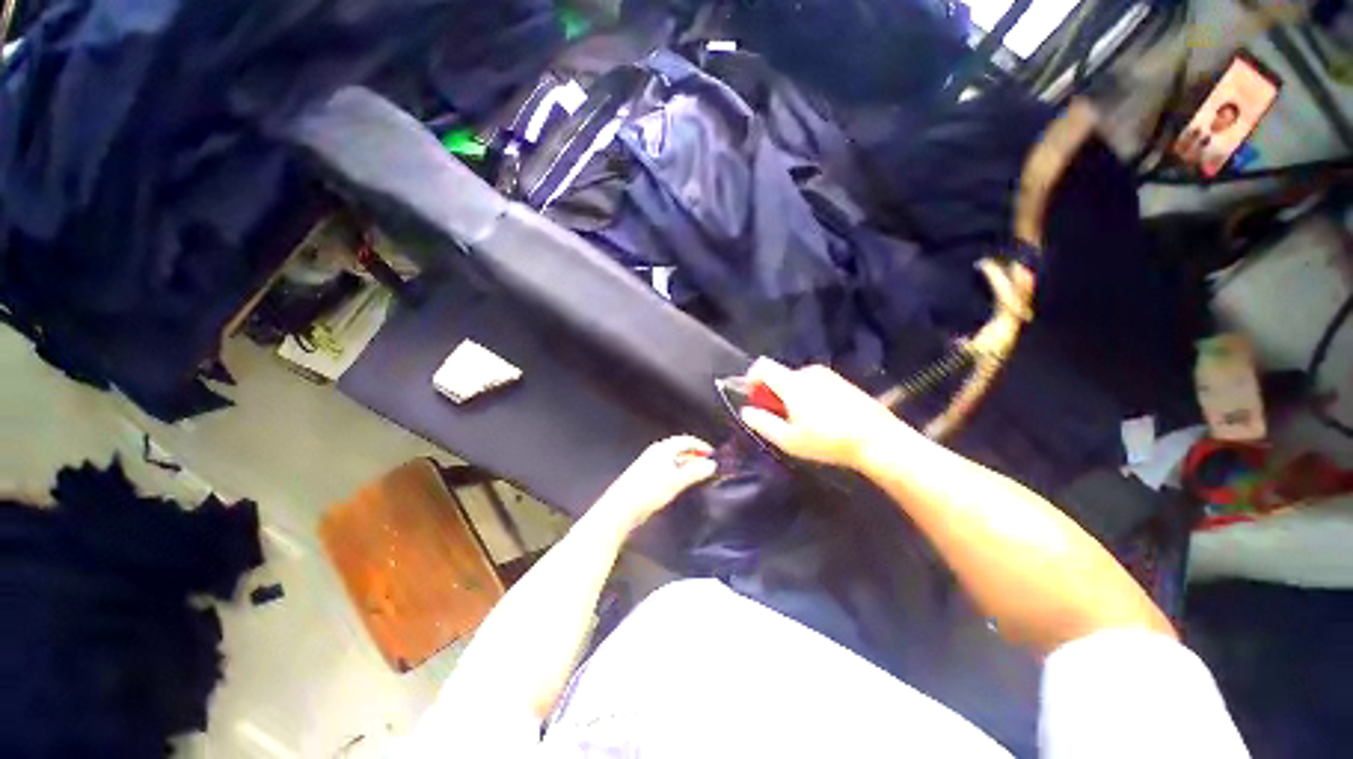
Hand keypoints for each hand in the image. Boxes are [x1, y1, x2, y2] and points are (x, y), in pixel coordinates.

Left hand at [594, 435, 716, 530]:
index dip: (701, 445)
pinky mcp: (645, 475)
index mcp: (664, 448)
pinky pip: (667, 468)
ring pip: (673, 459)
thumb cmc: (649, 490)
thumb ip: (695, 471)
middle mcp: (656, 451)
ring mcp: (649, 463)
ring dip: (686, 465)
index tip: (713, 454)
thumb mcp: (676, 481)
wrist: (621, 507)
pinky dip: (677, 472)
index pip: (686, 440)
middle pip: (680, 448)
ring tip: (697, 475)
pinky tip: (680, 483)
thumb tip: (711, 464)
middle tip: (707, 466)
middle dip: (695, 455)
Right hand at [740, 358, 908, 469]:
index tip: (754, 398)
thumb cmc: (828, 441)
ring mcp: (828, 375)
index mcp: (793, 382)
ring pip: (797, 380)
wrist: (878, 440)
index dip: (751, 378)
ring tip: (803, 423)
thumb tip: (746, 410)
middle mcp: (809, 372)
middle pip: (780, 375)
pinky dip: (809, 396)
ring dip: (792, 396)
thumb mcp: (789, 440)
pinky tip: (822, 418)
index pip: (762, 365)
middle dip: (773, 393)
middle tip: (781, 419)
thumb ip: (763, 423)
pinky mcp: (842, 382)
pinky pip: (815, 384)